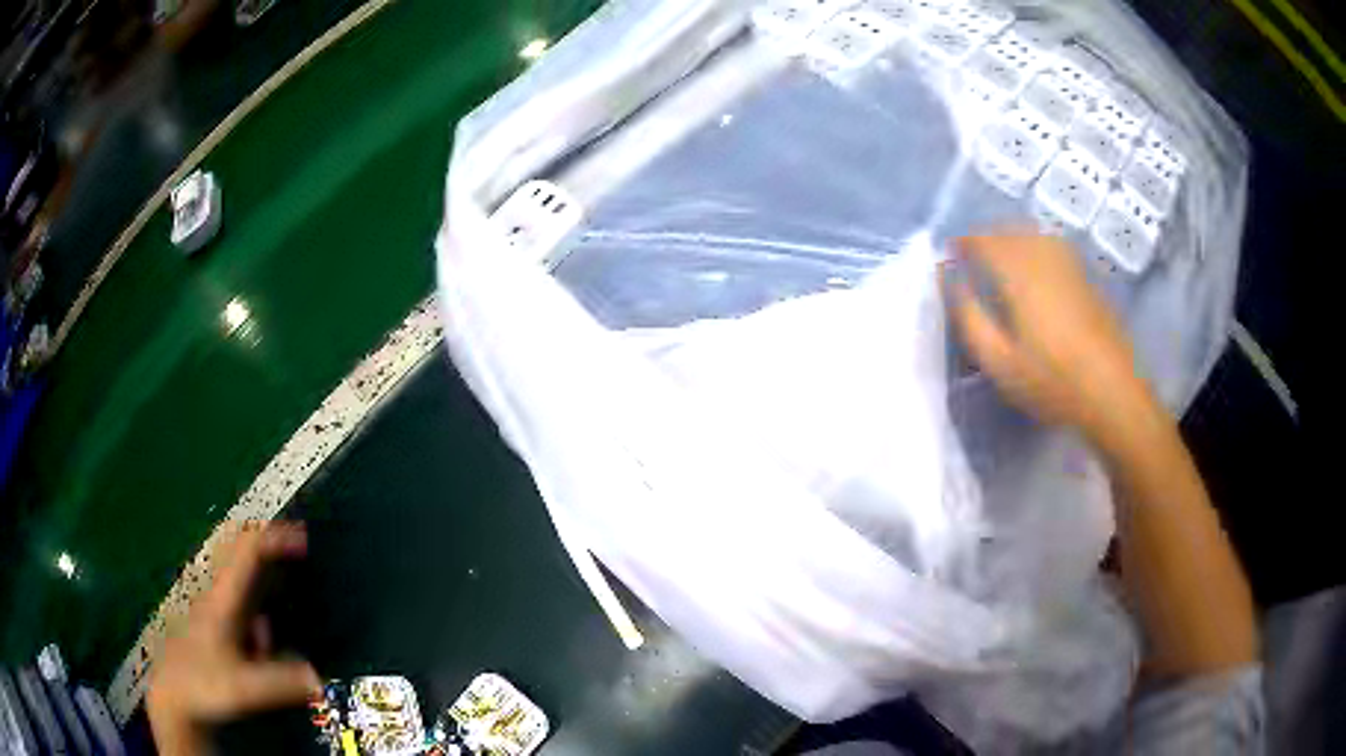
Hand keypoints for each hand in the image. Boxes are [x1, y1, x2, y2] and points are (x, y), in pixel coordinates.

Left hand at [148, 523, 320, 754]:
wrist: (173, 696)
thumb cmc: (204, 685)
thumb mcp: (244, 688)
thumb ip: (281, 682)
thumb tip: (319, 676)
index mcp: (223, 600)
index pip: (247, 553)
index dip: (273, 539)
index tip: (303, 538)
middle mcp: (218, 595)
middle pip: (242, 555)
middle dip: (271, 550)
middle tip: (302, 552)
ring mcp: (215, 609)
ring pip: (243, 582)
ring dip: (267, 586)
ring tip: (282, 619)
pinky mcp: (215, 625)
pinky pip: (241, 605)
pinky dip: (260, 611)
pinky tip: (265, 646)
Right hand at [944, 232, 1152, 448]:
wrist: (1112, 392)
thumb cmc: (1052, 382)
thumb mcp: (1000, 361)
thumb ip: (970, 318)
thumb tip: (951, 281)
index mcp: (1020, 274)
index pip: (985, 241)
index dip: (964, 242)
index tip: (949, 253)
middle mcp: (1044, 258)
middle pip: (1010, 230)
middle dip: (987, 237)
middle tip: (972, 256)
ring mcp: (1070, 265)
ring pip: (1034, 234)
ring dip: (1012, 238)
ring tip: (1000, 259)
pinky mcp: (1086, 278)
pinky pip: (1053, 246)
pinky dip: (1034, 246)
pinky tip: (1034, 269)